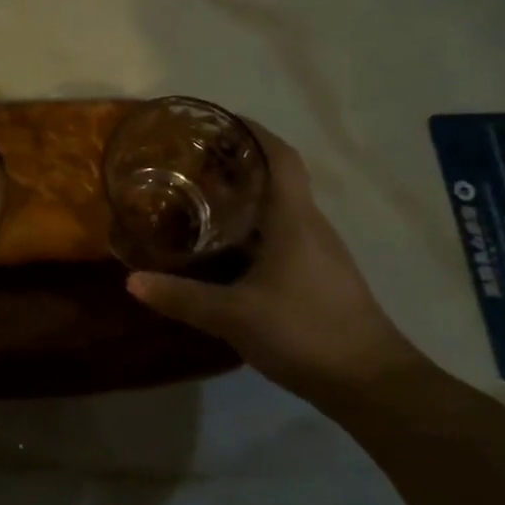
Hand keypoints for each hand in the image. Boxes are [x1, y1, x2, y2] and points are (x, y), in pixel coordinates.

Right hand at [126, 121, 423, 405]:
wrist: (371, 383)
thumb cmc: (305, 331)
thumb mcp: (234, 315)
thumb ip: (182, 297)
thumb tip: (132, 281)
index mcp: (294, 218)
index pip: (280, 156)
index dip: (252, 132)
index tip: (219, 122)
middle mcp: (310, 225)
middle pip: (278, 178)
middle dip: (239, 164)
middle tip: (193, 163)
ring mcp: (320, 252)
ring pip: (281, 209)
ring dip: (246, 198)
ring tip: (202, 200)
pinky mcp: (320, 276)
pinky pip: (284, 236)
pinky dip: (255, 229)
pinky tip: (228, 251)